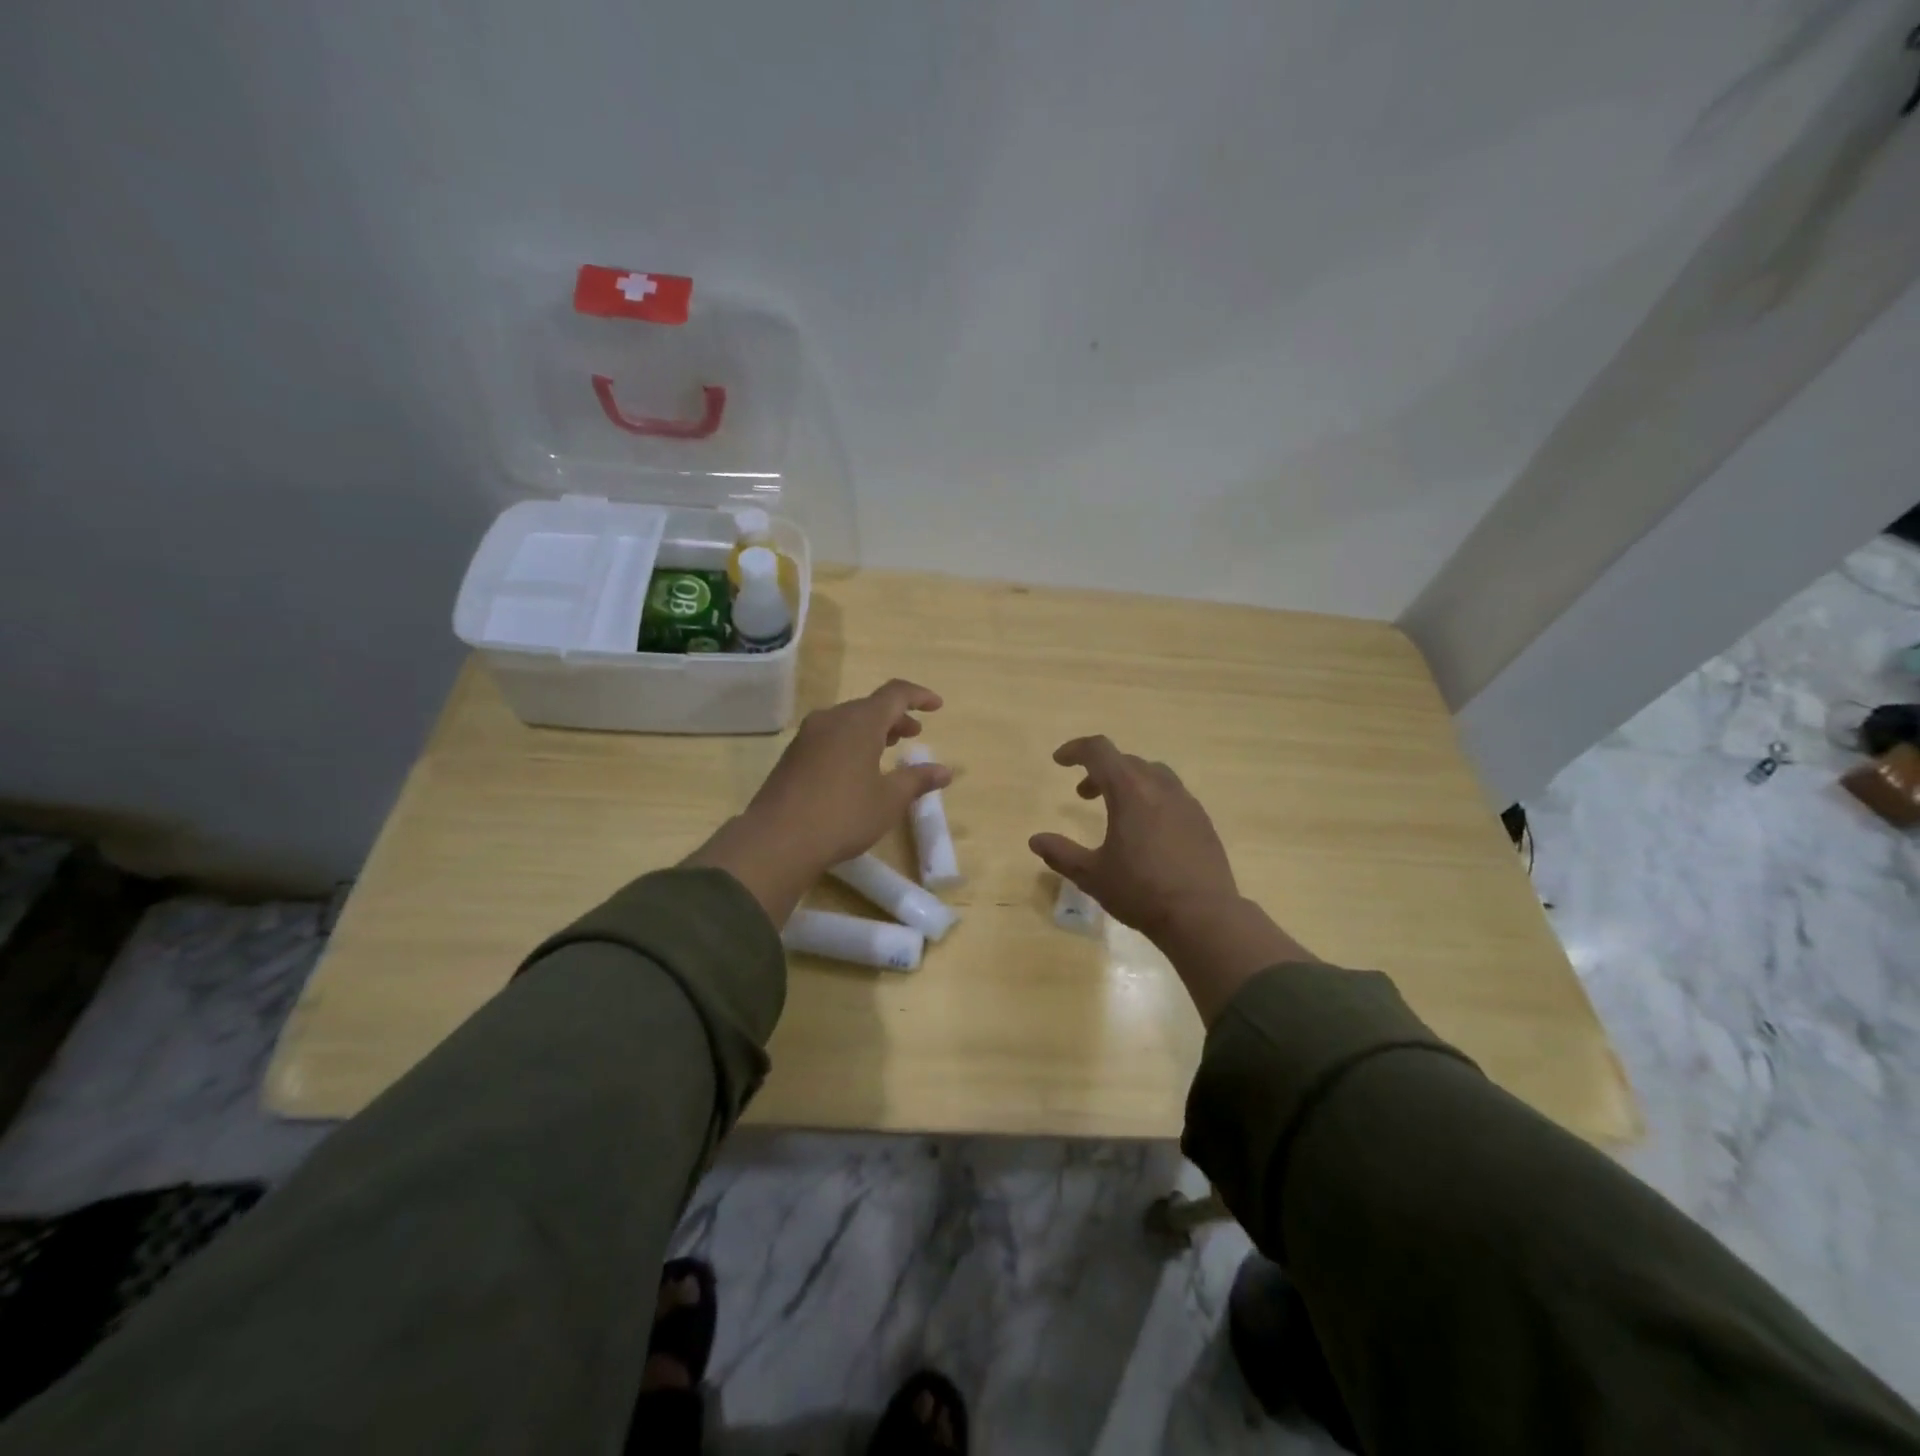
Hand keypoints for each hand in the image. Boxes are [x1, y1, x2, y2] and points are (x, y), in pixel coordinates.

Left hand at [686, 680, 950, 922]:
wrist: (777, 839)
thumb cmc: (843, 815)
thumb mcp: (889, 800)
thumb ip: (917, 780)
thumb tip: (944, 771)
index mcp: (860, 721)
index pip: (895, 694)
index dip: (919, 696)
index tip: (937, 706)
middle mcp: (832, 719)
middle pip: (869, 706)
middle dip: (895, 717)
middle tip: (914, 734)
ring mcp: (808, 736)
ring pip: (848, 721)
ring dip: (873, 730)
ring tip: (889, 749)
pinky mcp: (793, 755)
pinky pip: (830, 736)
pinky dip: (851, 742)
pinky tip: (856, 768)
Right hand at [1028, 736, 1237, 938]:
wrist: (1203, 916)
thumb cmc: (1141, 891)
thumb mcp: (1092, 875)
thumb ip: (1061, 853)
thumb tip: (1036, 840)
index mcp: (1130, 791)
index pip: (1099, 751)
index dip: (1076, 749)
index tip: (1059, 761)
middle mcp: (1160, 787)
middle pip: (1126, 761)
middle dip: (1099, 771)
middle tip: (1083, 795)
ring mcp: (1186, 802)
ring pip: (1153, 774)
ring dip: (1128, 782)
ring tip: (1117, 811)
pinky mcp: (1203, 821)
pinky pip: (1172, 795)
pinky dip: (1152, 798)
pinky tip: (1147, 831)